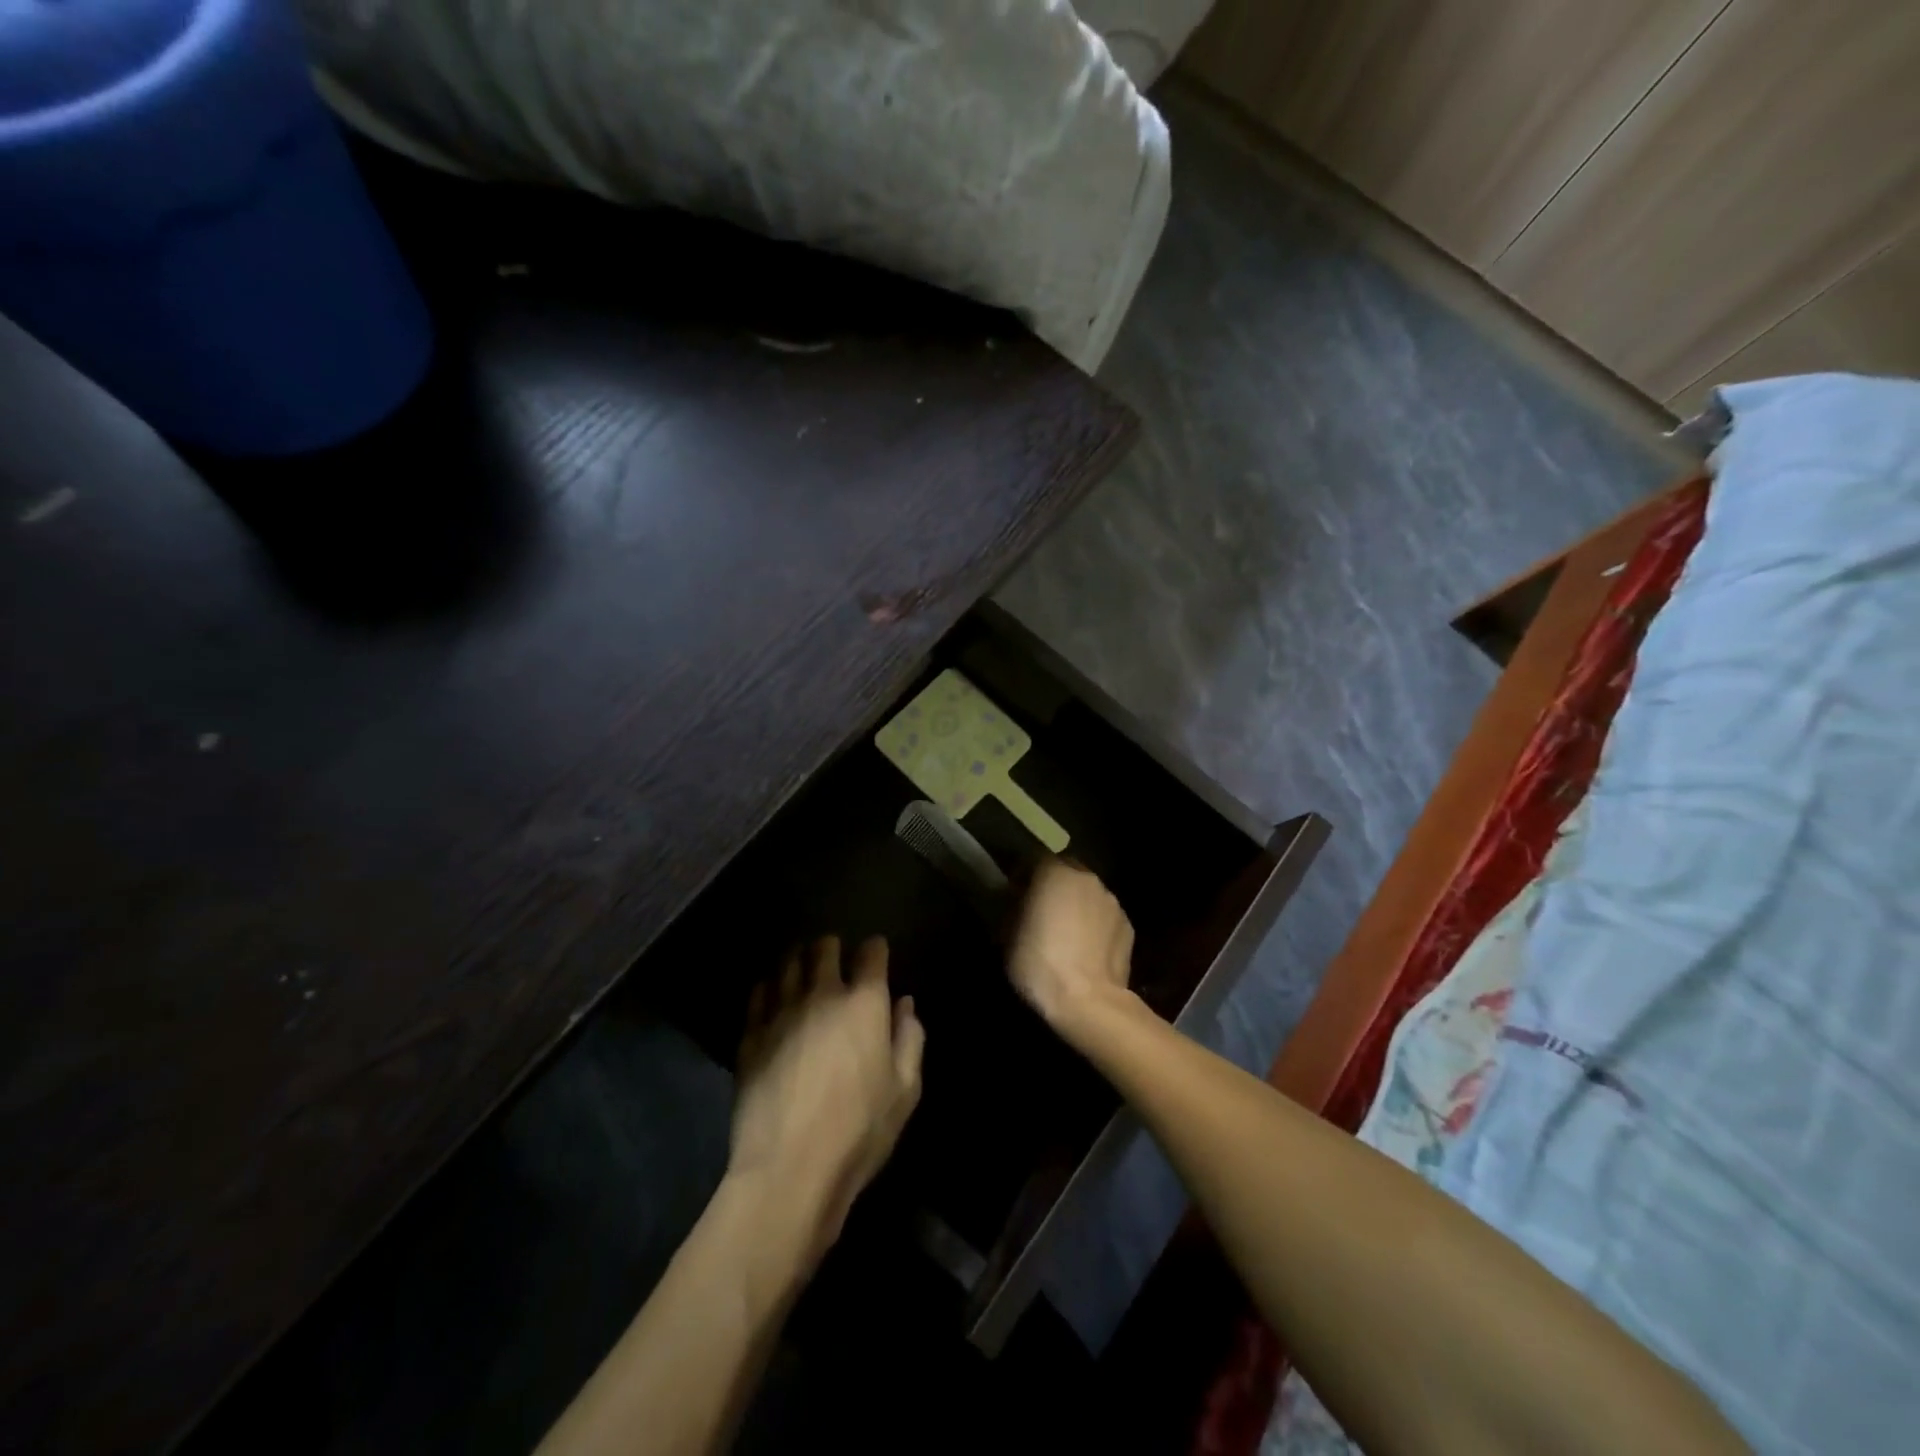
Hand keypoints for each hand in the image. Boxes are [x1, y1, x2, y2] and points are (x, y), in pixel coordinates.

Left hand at [729, 936, 924, 1260]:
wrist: (789, 1169)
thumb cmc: (859, 1131)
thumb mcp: (905, 1091)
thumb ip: (910, 1039)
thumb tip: (904, 1004)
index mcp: (864, 1004)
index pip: (871, 955)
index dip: (875, 949)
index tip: (876, 953)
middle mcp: (822, 994)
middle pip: (824, 949)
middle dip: (832, 947)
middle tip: (834, 955)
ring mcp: (781, 1011)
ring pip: (787, 963)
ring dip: (798, 958)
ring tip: (801, 964)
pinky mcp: (751, 1034)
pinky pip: (759, 992)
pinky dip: (769, 985)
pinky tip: (772, 993)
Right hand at [1007, 859, 1135, 1037]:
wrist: (1088, 1002)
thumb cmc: (1040, 964)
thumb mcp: (1007, 936)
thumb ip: (1013, 908)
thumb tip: (1017, 901)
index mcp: (1055, 873)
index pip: (1035, 859)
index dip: (1024, 874)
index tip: (1014, 893)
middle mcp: (1087, 879)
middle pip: (1067, 872)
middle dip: (1054, 886)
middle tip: (1041, 911)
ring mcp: (1112, 902)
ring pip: (1088, 894)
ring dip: (1076, 904)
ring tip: (1066, 933)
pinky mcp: (1128, 926)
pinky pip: (1105, 917)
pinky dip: (1095, 925)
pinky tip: (1087, 949)